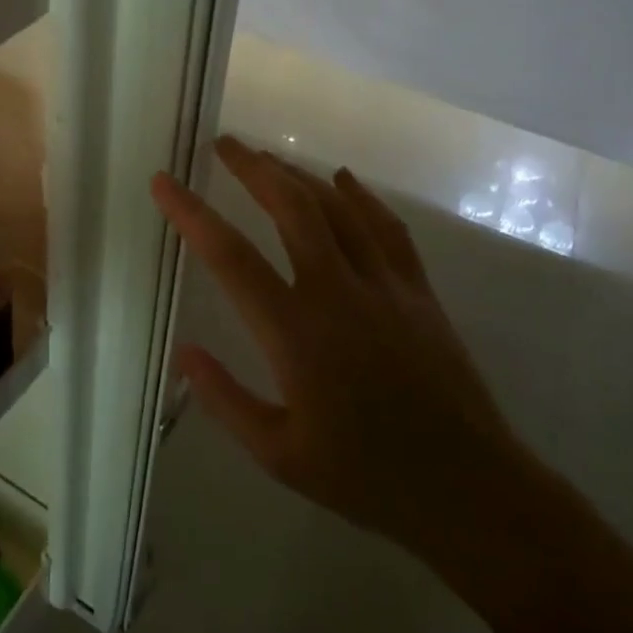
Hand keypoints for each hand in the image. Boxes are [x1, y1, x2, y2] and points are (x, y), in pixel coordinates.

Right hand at [152, 137, 537, 565]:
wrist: (468, 489)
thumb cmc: (364, 476)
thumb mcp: (278, 454)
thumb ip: (225, 399)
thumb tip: (183, 352)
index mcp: (295, 332)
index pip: (230, 256)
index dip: (190, 213)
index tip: (163, 181)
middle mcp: (338, 292)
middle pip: (290, 207)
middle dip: (252, 168)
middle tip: (224, 144)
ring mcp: (384, 285)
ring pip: (337, 208)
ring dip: (298, 175)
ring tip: (268, 158)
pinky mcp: (418, 290)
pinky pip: (387, 227)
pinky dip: (361, 197)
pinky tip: (343, 179)